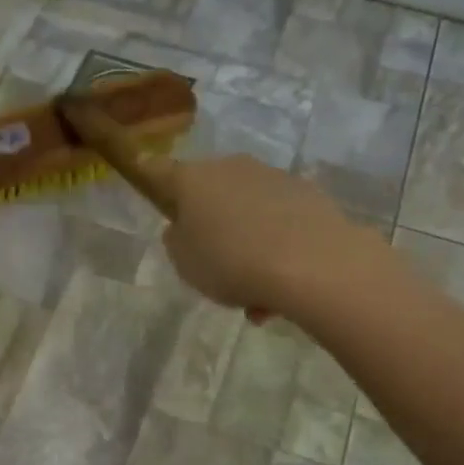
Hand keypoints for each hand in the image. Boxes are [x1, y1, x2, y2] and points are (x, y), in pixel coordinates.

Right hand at [160, 155, 365, 314]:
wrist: (310, 263)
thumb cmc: (230, 262)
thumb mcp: (185, 263)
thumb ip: (177, 241)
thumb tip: (183, 227)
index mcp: (192, 180)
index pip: (160, 172)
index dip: (152, 181)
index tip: (154, 194)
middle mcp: (231, 168)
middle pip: (210, 194)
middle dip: (211, 225)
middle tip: (214, 266)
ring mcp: (272, 177)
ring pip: (248, 213)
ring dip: (247, 245)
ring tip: (254, 297)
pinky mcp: (307, 194)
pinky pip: (278, 223)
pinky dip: (275, 249)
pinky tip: (280, 290)